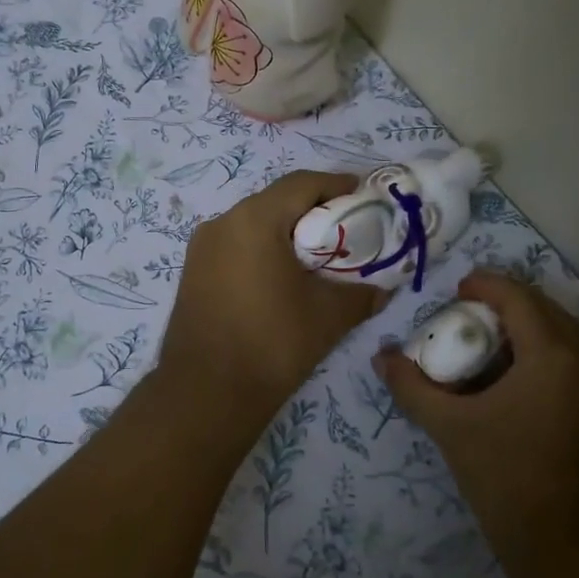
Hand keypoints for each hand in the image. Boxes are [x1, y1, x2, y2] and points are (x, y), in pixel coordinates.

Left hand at [158, 172, 386, 421]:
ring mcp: (202, 247)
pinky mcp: (193, 272)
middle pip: (277, 201)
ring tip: (318, 257)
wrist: (206, 393)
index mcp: (255, 219)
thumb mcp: (329, 315)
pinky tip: (283, 277)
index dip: (338, 186)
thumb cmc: (272, 343)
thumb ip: (363, 293)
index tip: (366, 199)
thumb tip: (385, 288)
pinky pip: (236, 246)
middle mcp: (222, 222)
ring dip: (287, 232)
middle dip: (314, 211)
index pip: (303, 184)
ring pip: (254, 224)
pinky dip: (263, 250)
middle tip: (347, 231)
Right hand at [375, 271, 578, 563]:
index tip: (454, 290)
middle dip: (504, 302)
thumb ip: (412, 387)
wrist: (571, 547)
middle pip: (543, 307)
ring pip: (563, 330)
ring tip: (488, 338)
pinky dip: (544, 347)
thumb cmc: (508, 478)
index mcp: (553, 352)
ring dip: (526, 324)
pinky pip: (574, 354)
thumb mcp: (451, 428)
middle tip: (465, 314)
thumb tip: (381, 357)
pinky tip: (514, 372)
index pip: (518, 296)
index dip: (484, 284)